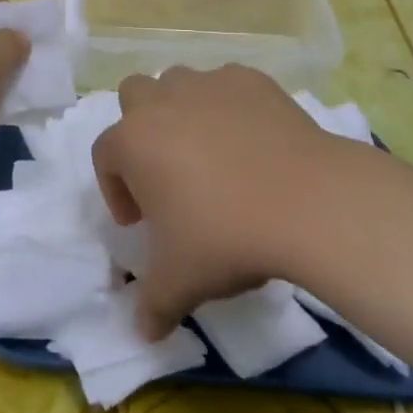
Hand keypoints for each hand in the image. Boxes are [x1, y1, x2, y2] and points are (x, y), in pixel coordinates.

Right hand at [92, 65, 365, 338]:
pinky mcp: (251, 80)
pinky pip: (227, 86)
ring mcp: (209, 84)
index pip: (104, 156)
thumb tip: (142, 333)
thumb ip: (152, 305)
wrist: (308, 201)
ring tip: (211, 154)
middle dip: (141, 129)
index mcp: (133, 141)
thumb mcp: (181, 281)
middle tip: (168, 174)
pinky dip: (230, 107)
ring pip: (179, 84)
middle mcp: (163, 102)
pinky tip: (253, 142)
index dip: (116, 190)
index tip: (141, 222)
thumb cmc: (227, 237)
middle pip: (134, 96)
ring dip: (183, 111)